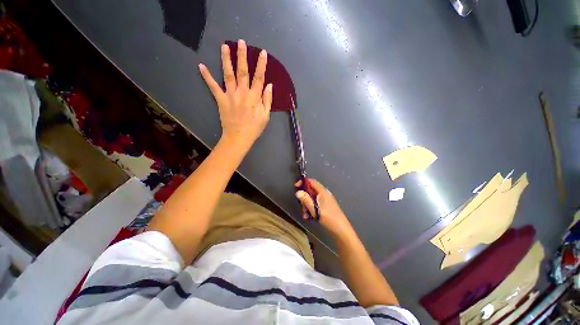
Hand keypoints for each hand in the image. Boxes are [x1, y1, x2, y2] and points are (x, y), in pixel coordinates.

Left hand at [198, 39, 272, 148]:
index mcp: (254, 97)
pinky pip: (213, 87)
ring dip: (226, 60)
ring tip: (224, 46)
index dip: (261, 65)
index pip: (259, 78)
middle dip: (242, 56)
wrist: (239, 137)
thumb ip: (267, 100)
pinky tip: (201, 66)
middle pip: (243, 72)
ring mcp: (230, 95)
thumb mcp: (265, 116)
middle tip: (241, 42)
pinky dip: (207, 76)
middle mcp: (242, 93)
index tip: (262, 53)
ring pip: (228, 75)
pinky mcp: (221, 100)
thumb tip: (269, 86)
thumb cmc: (254, 128)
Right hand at [295, 178, 353, 237]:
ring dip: (307, 206)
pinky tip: (310, 218)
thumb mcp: (315, 209)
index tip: (296, 187)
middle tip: (302, 206)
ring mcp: (325, 201)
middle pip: (311, 191)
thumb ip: (306, 200)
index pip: (312, 181)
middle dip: (304, 198)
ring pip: (312, 199)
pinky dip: (311, 209)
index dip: (303, 182)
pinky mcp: (325, 207)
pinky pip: (315, 205)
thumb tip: (298, 192)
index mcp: (323, 192)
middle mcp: (324, 194)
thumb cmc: (328, 218)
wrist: (341, 230)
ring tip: (306, 215)